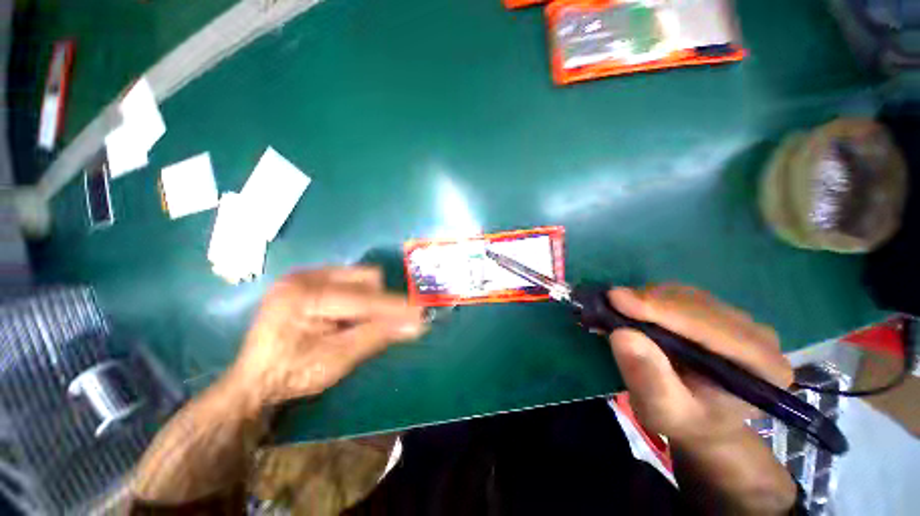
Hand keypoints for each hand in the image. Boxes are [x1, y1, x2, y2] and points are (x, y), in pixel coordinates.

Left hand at [228, 267, 426, 409]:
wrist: (255, 380)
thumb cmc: (292, 374)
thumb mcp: (338, 359)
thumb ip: (378, 335)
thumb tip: (417, 324)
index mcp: (306, 296)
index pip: (365, 299)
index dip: (396, 308)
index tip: (421, 314)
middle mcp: (305, 275)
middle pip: (365, 278)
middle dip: (379, 303)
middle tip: (377, 326)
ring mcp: (305, 274)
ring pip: (359, 276)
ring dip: (369, 299)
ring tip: (354, 322)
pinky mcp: (308, 279)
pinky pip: (348, 279)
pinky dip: (357, 296)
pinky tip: (345, 316)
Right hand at [607, 285, 792, 447]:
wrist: (700, 419)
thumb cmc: (684, 421)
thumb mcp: (661, 410)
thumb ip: (648, 377)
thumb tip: (622, 334)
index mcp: (762, 368)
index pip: (712, 328)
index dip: (662, 310)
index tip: (616, 299)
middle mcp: (758, 336)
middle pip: (698, 305)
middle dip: (649, 302)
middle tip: (608, 303)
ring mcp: (738, 320)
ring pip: (686, 295)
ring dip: (646, 298)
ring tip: (617, 310)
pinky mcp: (716, 312)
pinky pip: (680, 294)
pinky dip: (649, 298)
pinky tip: (633, 310)